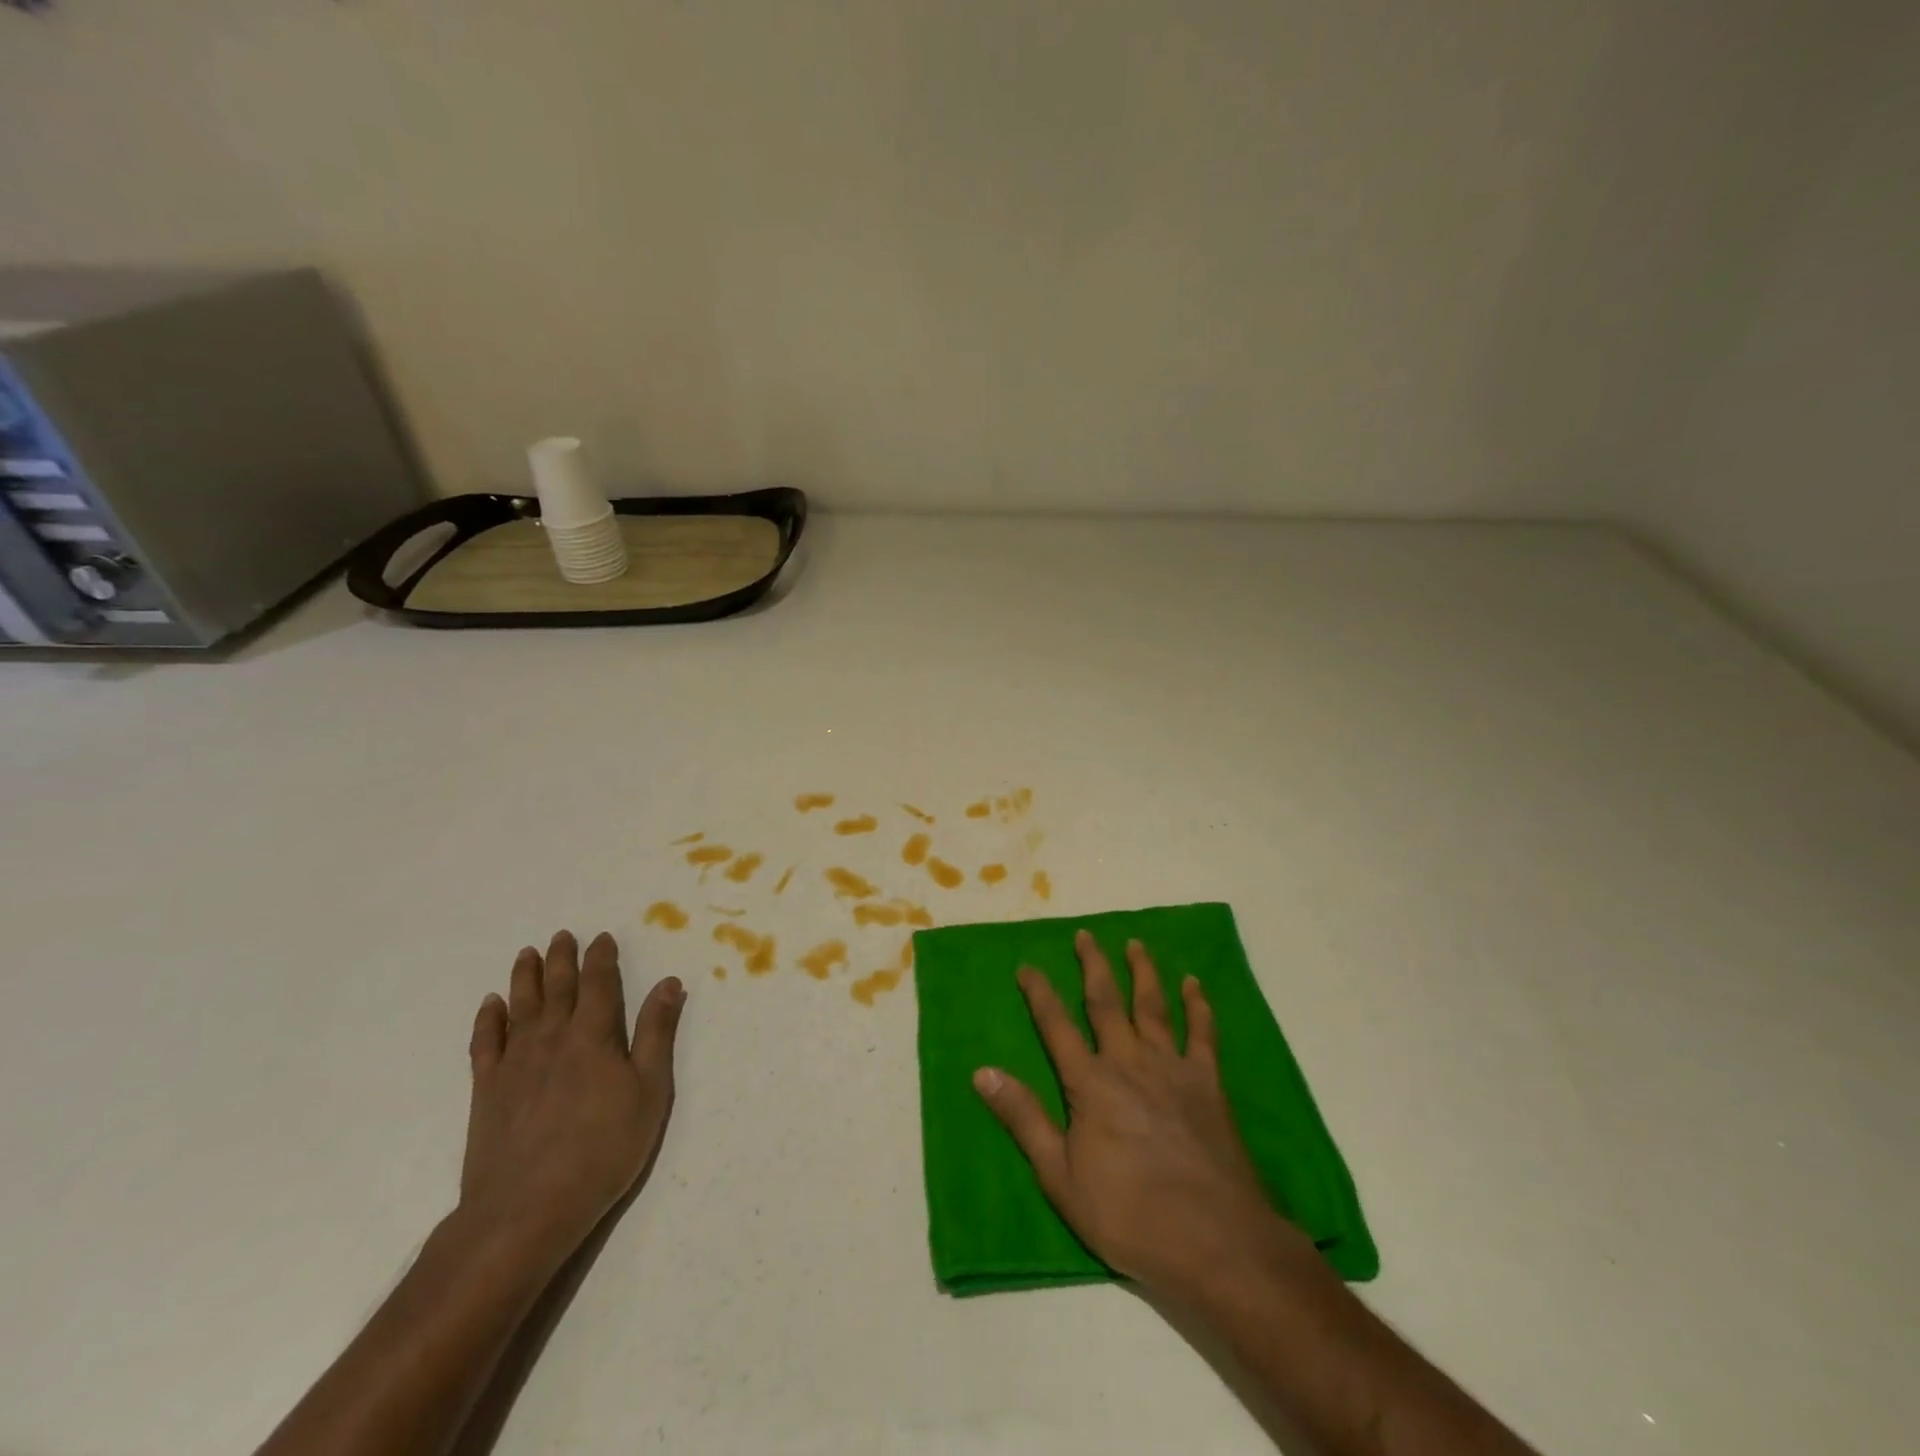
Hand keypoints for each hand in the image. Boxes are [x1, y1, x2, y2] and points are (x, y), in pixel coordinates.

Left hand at [460, 931, 684, 1257]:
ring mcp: (515, 1064)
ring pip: (521, 1008)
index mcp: (593, 1037)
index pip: (599, 985)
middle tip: (562, 935)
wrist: (526, 1209)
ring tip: (527, 954)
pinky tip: (490, 1005)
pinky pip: (485, 1044)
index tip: (602, 937)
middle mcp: (552, 1039)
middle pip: (557, 989)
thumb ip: (656, 1034)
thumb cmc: (602, 1149)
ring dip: (525, 978)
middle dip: (562, 959)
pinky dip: (488, 1020)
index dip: (601, 958)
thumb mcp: (649, 1091)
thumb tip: (668, 983)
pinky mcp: (487, 1091)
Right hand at [974, 930, 1306, 1299]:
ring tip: (1135, 944)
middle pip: (1106, 1002)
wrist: (1214, 1240)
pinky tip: (1194, 984)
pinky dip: (1198, 1005)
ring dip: (1143, 972)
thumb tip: (981, 1072)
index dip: (1040, 994)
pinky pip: (1202, 1033)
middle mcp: (1129, 1062)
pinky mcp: (1208, 1083)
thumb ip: (1023, 1119)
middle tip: (1085, 935)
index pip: (1056, 1026)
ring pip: (1154, 1006)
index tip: (1027, 966)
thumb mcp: (1060, 1177)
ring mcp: (1172, 1068)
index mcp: (1090, 1083)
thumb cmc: (1130, 1215)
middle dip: (1093, 966)